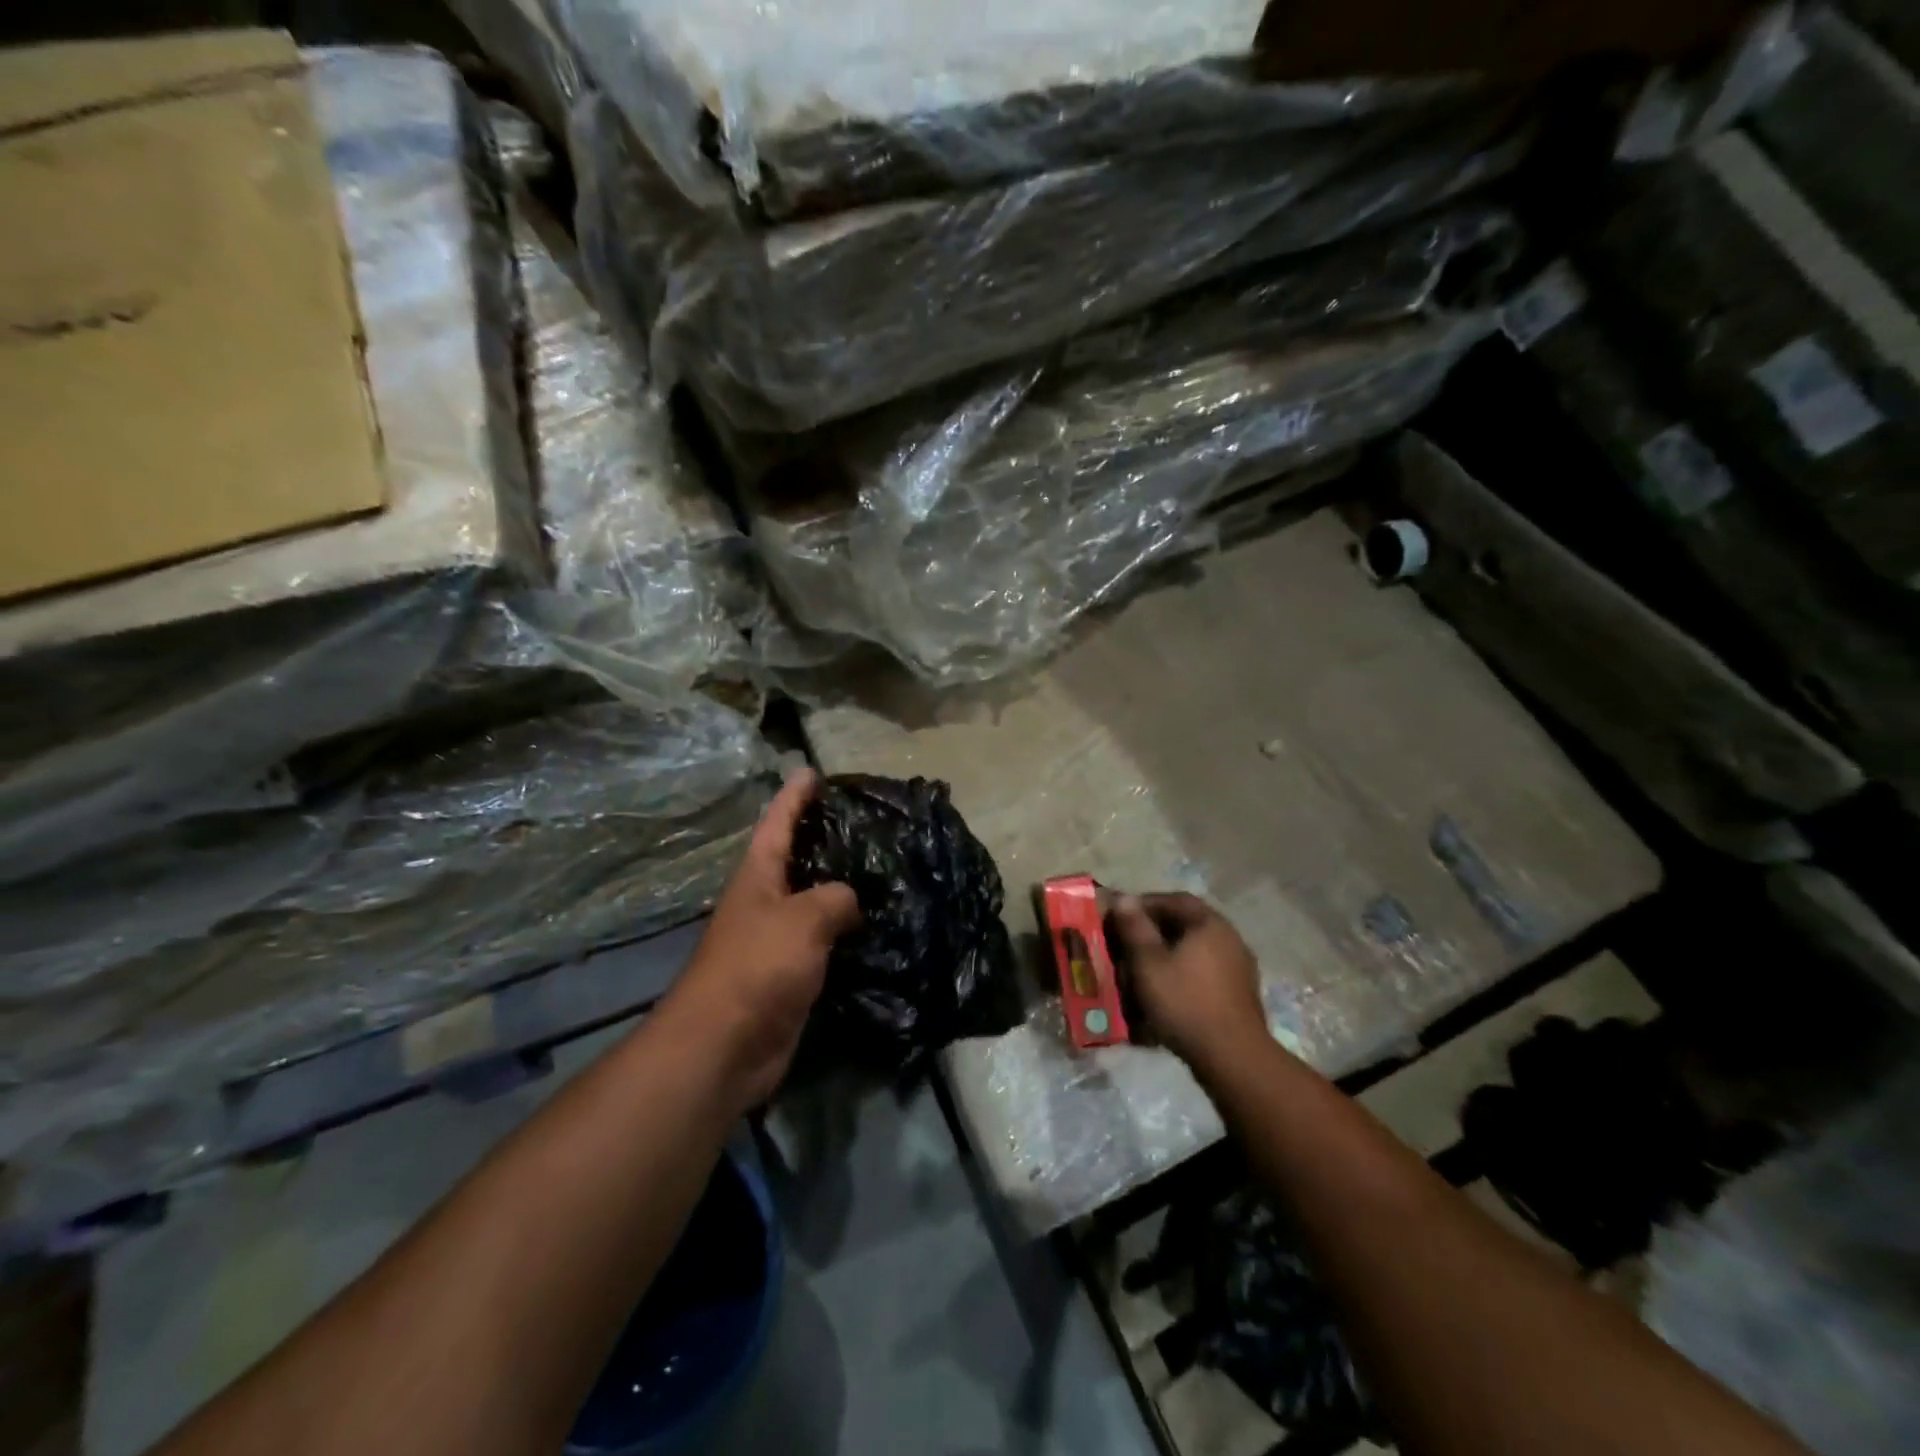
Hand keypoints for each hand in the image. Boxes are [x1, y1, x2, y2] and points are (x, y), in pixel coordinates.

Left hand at [661, 769, 861, 1110]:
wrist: (725, 1046)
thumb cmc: (757, 966)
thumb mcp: (803, 918)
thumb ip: (835, 897)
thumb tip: (850, 900)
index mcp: (759, 875)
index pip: (778, 822)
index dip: (794, 795)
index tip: (812, 770)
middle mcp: (765, 901)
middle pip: (796, 858)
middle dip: (823, 837)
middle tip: (864, 820)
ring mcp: (776, 939)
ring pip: (814, 901)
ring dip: (841, 887)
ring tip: (881, 868)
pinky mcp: (790, 974)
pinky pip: (824, 942)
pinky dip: (847, 932)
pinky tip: (877, 927)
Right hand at [1110, 892, 1269, 1074]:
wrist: (1232, 1057)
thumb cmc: (1185, 1001)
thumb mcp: (1148, 962)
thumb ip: (1135, 928)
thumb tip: (1124, 898)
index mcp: (1209, 924)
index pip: (1174, 899)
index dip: (1144, 904)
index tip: (1120, 916)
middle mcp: (1229, 938)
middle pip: (1185, 925)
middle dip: (1153, 933)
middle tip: (1126, 945)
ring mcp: (1238, 968)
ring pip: (1194, 951)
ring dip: (1166, 957)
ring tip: (1140, 973)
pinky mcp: (1238, 994)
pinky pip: (1203, 974)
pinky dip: (1181, 977)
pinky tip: (1164, 995)